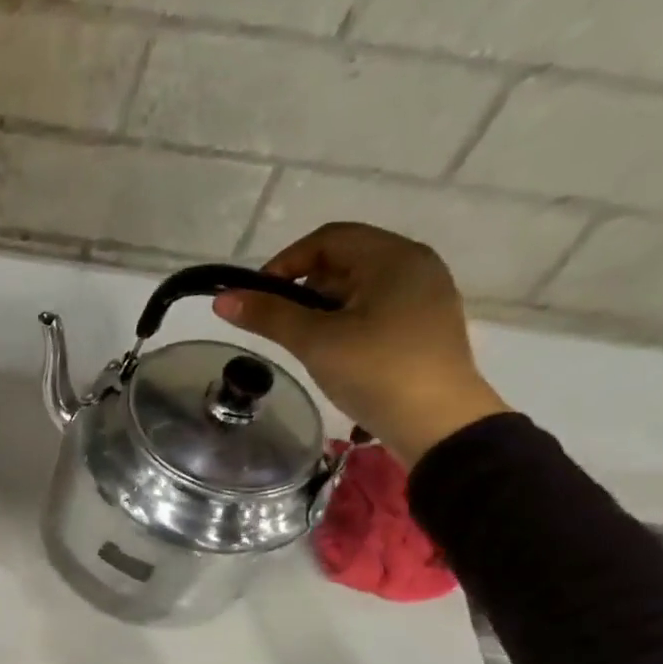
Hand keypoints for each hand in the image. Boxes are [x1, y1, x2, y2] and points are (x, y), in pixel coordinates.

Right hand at [213, 222, 511, 465]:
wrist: (439, 424)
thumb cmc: (377, 372)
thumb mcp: (316, 342)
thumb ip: (269, 316)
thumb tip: (223, 300)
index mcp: (394, 257)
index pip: (328, 239)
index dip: (285, 262)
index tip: (257, 298)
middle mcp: (415, 266)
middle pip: (344, 260)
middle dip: (303, 287)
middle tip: (277, 324)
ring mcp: (424, 296)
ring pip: (358, 287)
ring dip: (322, 306)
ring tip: (301, 342)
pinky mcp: (424, 326)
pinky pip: (375, 308)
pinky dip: (344, 320)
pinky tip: (333, 351)